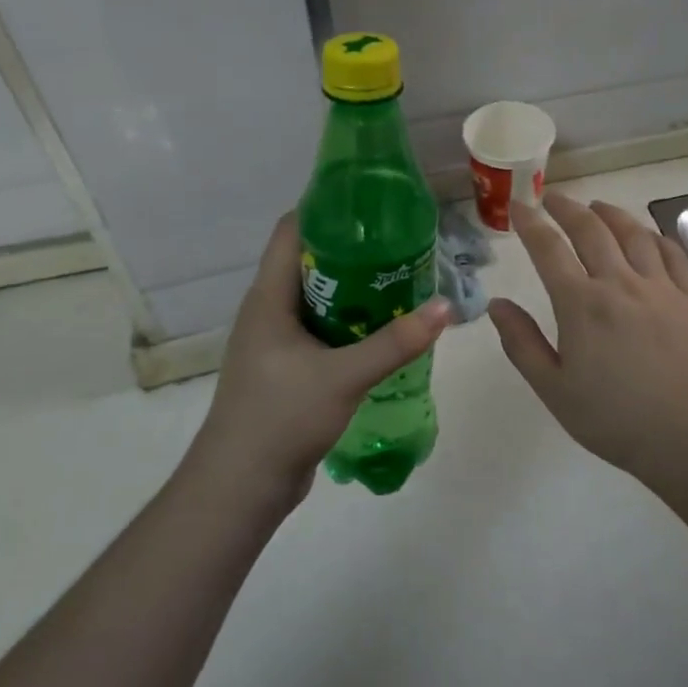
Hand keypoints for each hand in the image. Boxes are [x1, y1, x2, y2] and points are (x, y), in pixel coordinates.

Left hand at [195, 214, 449, 506]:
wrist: (241, 485)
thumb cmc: (281, 417)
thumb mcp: (344, 376)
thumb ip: (395, 342)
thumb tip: (446, 307)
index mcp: (268, 298)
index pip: (290, 230)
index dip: (324, 207)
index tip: (369, 201)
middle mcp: (268, 312)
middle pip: (308, 260)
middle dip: (351, 247)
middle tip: (398, 240)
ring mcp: (275, 342)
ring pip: (317, 297)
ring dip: (353, 287)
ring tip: (398, 277)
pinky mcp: (286, 368)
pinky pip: (321, 329)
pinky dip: (349, 320)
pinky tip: (382, 327)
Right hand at [488, 194, 687, 477]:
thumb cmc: (617, 420)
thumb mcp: (555, 390)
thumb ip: (522, 344)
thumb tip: (496, 304)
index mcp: (582, 304)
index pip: (549, 250)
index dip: (530, 224)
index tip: (519, 207)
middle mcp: (620, 283)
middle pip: (591, 230)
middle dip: (568, 208)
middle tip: (553, 197)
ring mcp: (661, 287)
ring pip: (633, 234)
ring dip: (611, 214)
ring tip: (597, 206)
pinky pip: (672, 253)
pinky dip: (655, 236)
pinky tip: (649, 235)